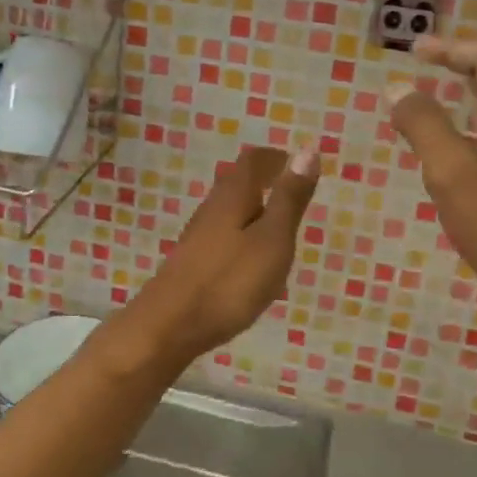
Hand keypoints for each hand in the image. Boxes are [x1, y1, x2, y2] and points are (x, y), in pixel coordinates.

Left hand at [104, 145, 319, 369]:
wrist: (169, 326)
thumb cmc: (229, 281)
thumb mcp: (272, 239)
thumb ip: (289, 198)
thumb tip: (308, 150)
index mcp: (233, 196)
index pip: (253, 161)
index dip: (275, 158)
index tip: (295, 162)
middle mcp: (212, 209)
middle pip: (238, 183)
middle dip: (264, 182)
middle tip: (292, 192)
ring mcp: (198, 236)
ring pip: (230, 211)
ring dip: (254, 210)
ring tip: (279, 228)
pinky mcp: (192, 262)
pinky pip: (224, 237)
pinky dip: (243, 236)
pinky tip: (252, 261)